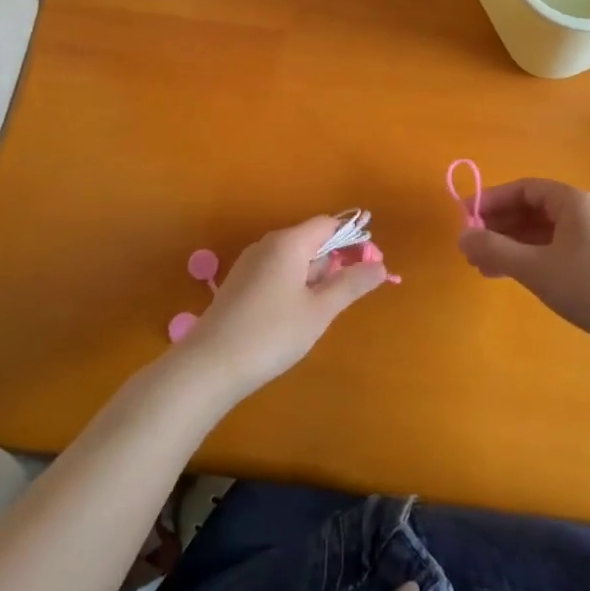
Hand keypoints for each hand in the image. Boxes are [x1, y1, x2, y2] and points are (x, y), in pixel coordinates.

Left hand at [177, 216, 387, 395]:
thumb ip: (351, 285)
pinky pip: (277, 273)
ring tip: (322, 311)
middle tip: (347, 296)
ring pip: (293, 259)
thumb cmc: (271, 334)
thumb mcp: (319, 311)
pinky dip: (294, 286)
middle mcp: (267, 245)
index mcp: (289, 243)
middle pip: (311, 240)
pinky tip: (295, 316)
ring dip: (314, 277)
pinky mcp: (239, 285)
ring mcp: (249, 264)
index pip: (328, 224)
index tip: (368, 266)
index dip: (352, 239)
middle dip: (334, 262)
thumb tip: (381, 266)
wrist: (209, 366)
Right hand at [457, 179, 589, 366]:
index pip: (524, 188)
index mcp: (573, 202)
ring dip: (511, 246)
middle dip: (499, 226)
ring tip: (482, 267)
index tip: (465, 218)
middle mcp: (584, 213)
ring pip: (541, 233)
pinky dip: (529, 260)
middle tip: (471, 248)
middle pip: (532, 210)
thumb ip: (495, 249)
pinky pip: (553, 252)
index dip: (492, 200)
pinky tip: (510, 277)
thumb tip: (460, 236)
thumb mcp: (536, 267)